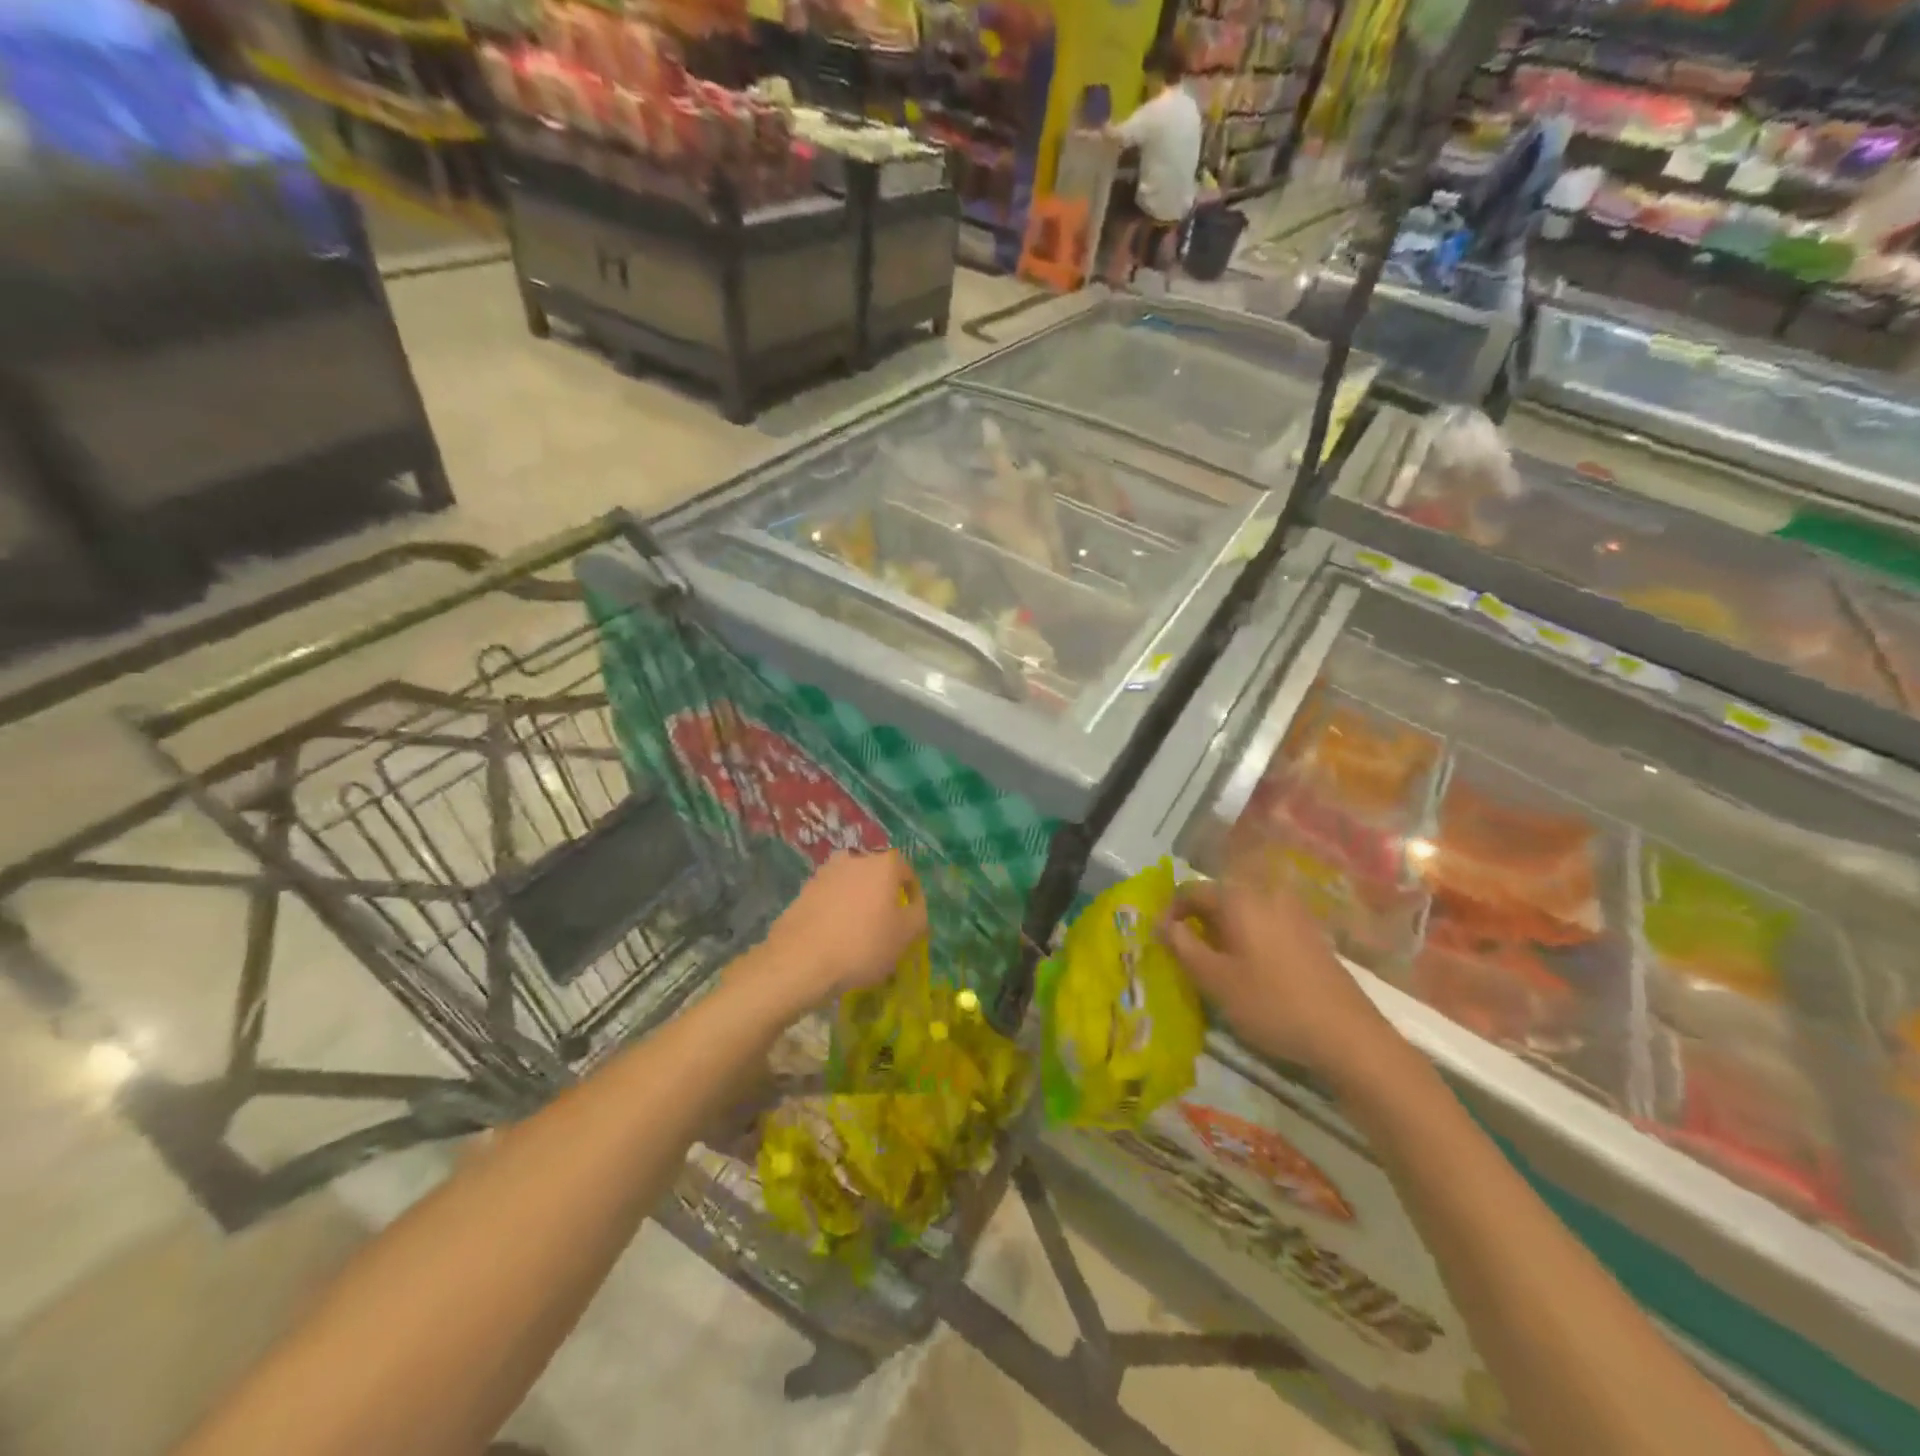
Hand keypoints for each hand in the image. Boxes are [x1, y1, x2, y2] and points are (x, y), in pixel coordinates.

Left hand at [759, 850, 927, 1010]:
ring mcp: (825, 872)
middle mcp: (854, 858)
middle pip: (877, 875)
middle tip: (885, 925)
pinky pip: (830, 897)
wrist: (801, 959)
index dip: (913, 896)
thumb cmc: (863, 944)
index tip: (911, 919)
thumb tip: (914, 907)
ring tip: (858, 933)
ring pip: (851, 885)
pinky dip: (836, 910)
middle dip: (883, 896)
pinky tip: (835, 936)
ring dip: (858, 902)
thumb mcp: (906, 935)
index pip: (907, 872)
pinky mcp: (804, 889)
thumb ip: (918, 915)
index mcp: (883, 863)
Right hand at [1161, 875, 1395, 1080]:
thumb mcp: (1214, 979)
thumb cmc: (1271, 1004)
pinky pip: (1268, 924)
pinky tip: (1252, 969)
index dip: (1171, 912)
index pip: (1191, 891)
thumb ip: (1182, 946)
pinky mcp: (1312, 934)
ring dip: (1224, 930)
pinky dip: (1250, 937)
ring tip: (1217, 964)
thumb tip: (1162, 923)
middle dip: (1198, 921)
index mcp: (1239, 899)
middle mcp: (1267, 894)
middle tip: (1188, 955)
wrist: (1348, 1035)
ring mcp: (1294, 913)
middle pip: (1220, 897)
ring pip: (1245, 911)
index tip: (1162, 941)